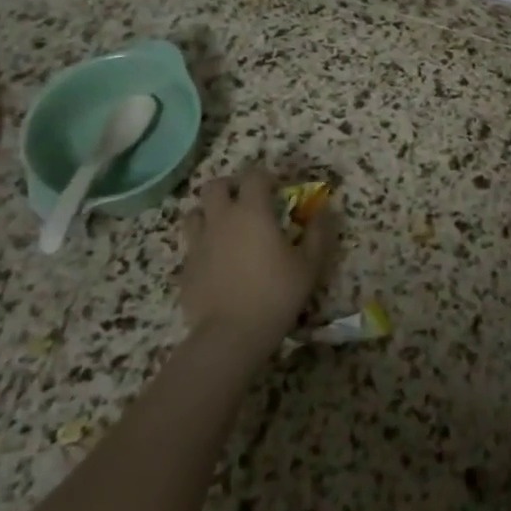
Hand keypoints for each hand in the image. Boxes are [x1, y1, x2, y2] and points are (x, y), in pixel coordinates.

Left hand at [180, 168, 337, 356]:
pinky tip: (216, 260)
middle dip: (231, 187)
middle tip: (246, 202)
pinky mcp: (186, 267)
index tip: (277, 190)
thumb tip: (324, 211)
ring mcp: (199, 243)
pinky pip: (190, 244)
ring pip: (194, 212)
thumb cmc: (276, 293)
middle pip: (215, 186)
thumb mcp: (310, 264)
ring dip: (209, 212)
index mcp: (252, 211)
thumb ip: (318, 233)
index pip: (254, 176)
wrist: (231, 335)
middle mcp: (221, 219)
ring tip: (225, 227)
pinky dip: (202, 244)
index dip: (266, 177)